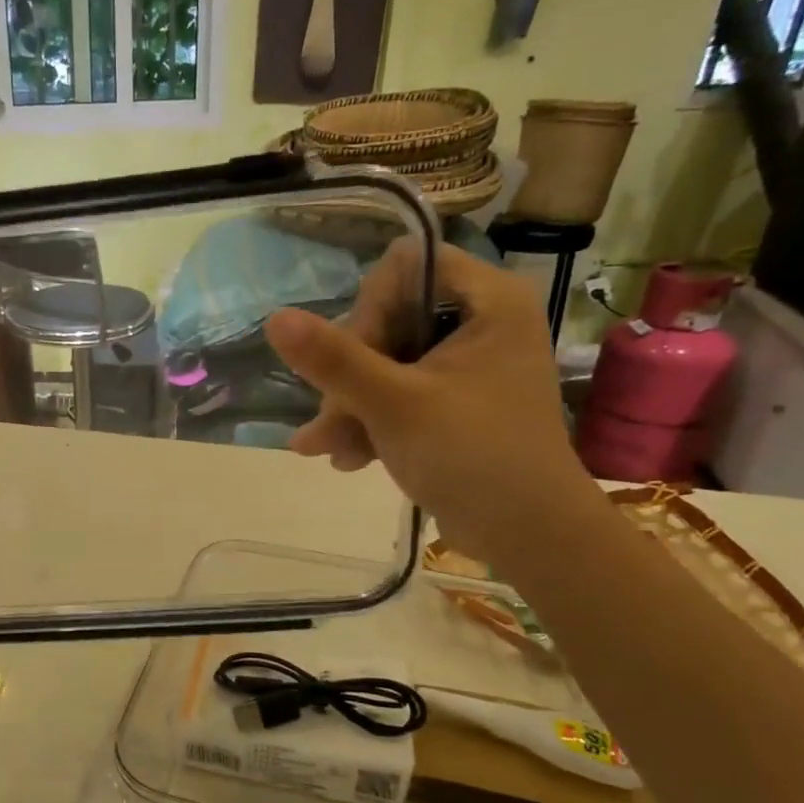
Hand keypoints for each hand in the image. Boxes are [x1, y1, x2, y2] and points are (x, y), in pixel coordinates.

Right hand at [265, 241, 604, 566]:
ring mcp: (466, 364)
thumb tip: (274, 317)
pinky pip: (398, 391)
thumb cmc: (472, 456)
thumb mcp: (394, 404)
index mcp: (488, 301)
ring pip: (385, 360)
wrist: (528, 536)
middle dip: (350, 373)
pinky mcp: (454, 401)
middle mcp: (481, 322)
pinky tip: (344, 458)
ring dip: (349, 404)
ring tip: (327, 448)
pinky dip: (370, 420)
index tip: (356, 357)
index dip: (370, 306)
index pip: (406, 265)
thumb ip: (333, 359)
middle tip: (332, 418)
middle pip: (389, 317)